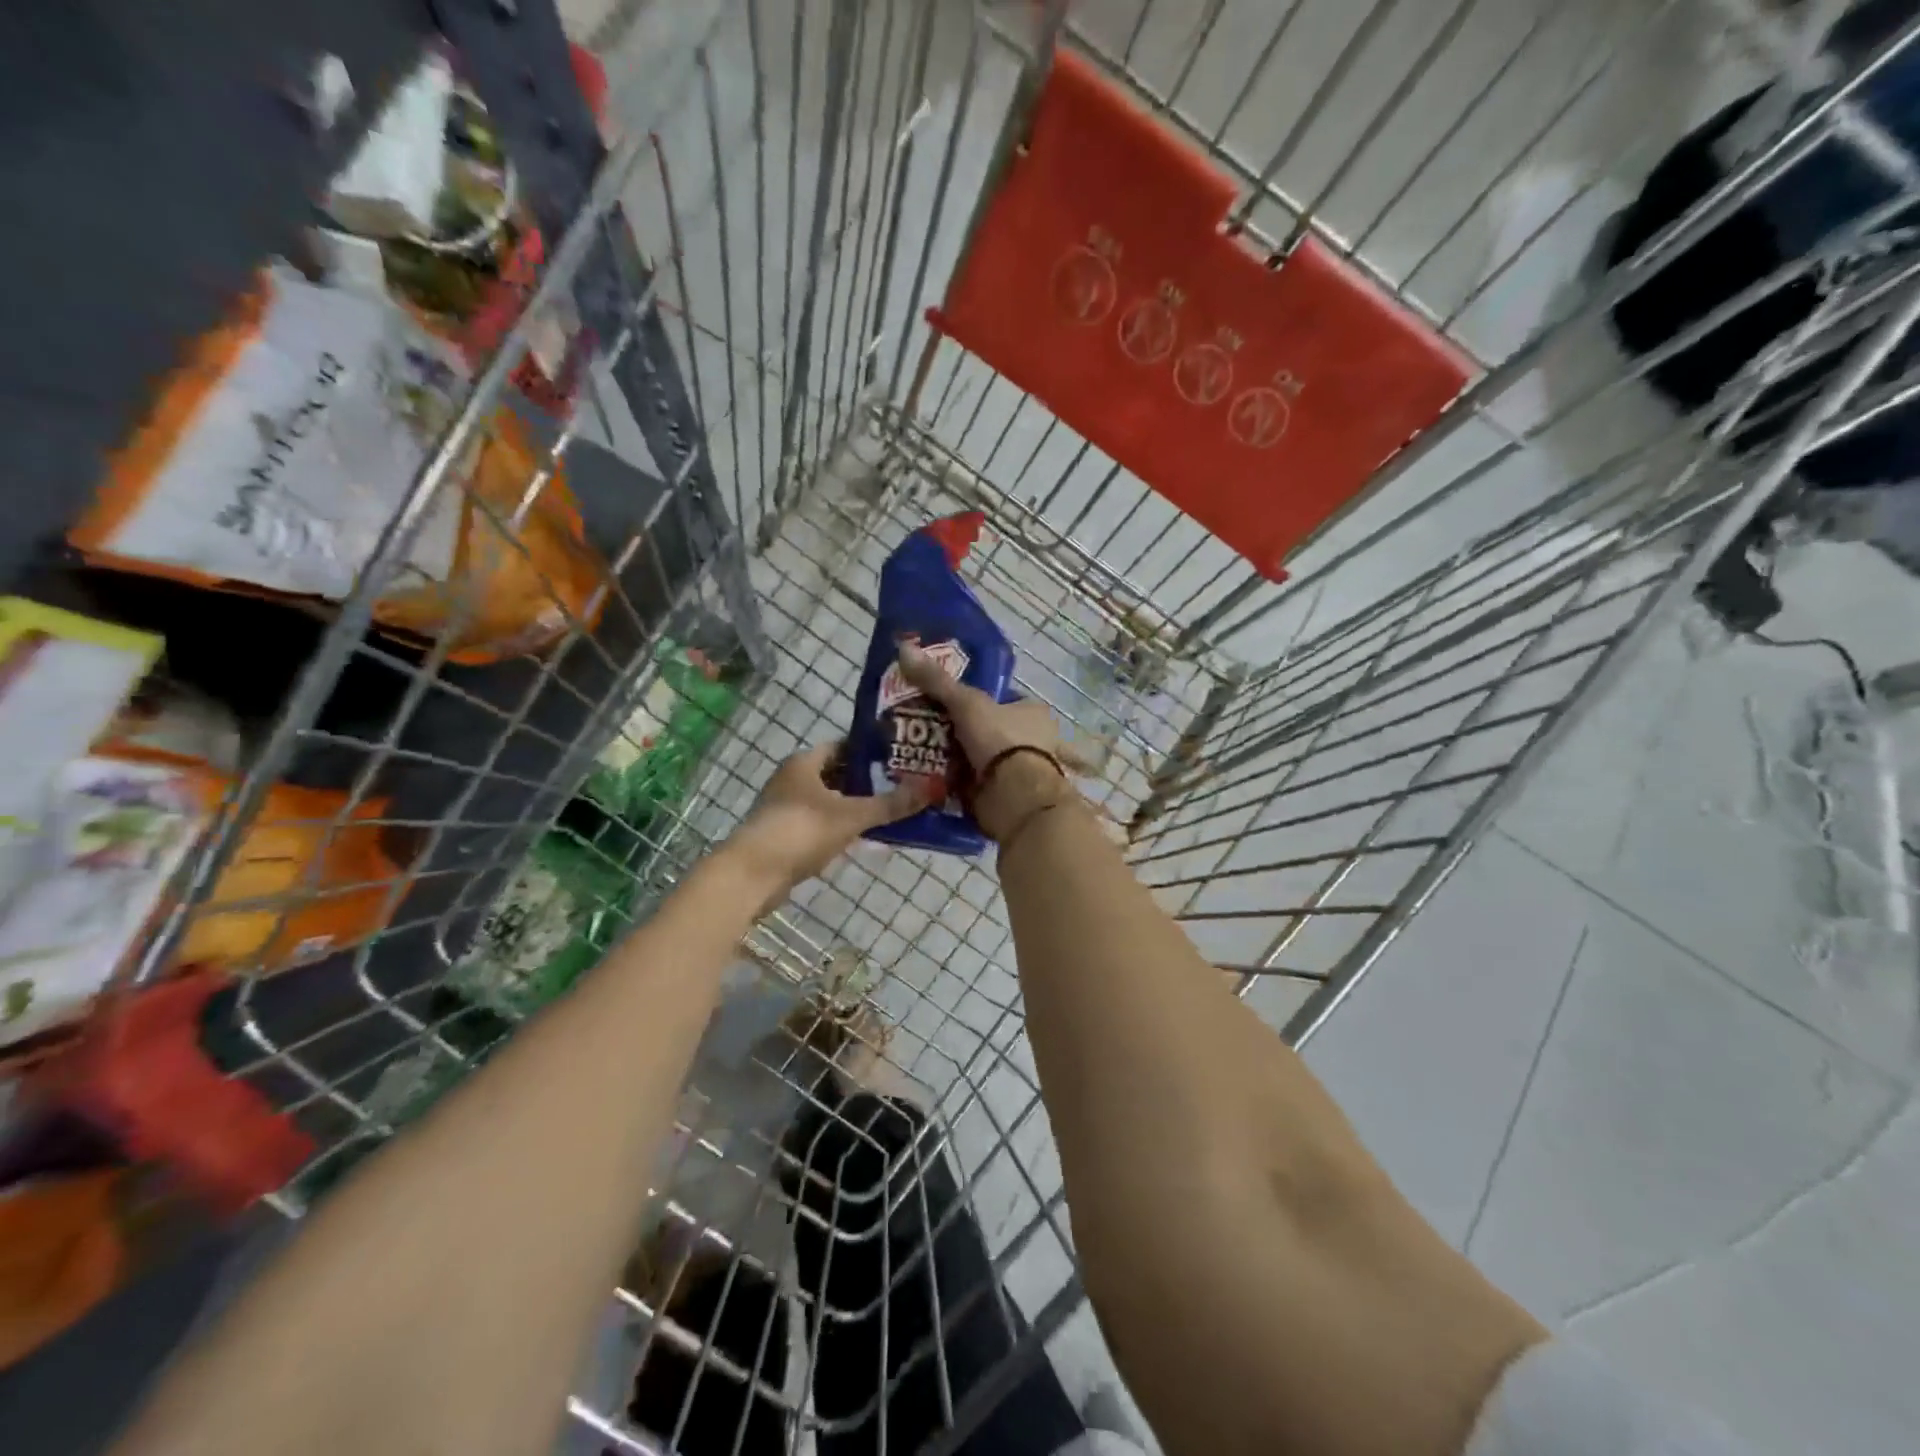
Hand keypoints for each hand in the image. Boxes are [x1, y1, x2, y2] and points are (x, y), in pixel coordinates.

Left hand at [727, 743, 931, 904]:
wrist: (751, 875)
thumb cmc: (800, 831)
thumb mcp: (851, 815)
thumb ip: (891, 804)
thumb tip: (933, 787)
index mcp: (804, 762)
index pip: (845, 746)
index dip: (873, 750)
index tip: (902, 757)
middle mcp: (793, 779)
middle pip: (839, 773)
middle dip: (870, 780)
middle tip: (905, 785)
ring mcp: (788, 808)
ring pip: (831, 800)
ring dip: (857, 805)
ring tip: (893, 810)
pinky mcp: (787, 834)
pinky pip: (823, 823)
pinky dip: (843, 826)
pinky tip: (867, 836)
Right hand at [895, 644, 1081, 839]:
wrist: (1015, 796)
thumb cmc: (1000, 740)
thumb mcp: (965, 703)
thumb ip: (937, 680)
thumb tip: (903, 647)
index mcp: (1034, 713)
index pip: (1003, 700)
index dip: (977, 701)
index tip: (948, 705)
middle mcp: (1034, 741)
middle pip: (993, 731)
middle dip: (967, 735)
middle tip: (929, 732)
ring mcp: (1023, 771)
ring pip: (987, 761)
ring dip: (964, 763)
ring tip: (925, 759)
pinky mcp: (1010, 797)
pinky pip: (981, 788)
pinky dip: (964, 788)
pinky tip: (938, 786)